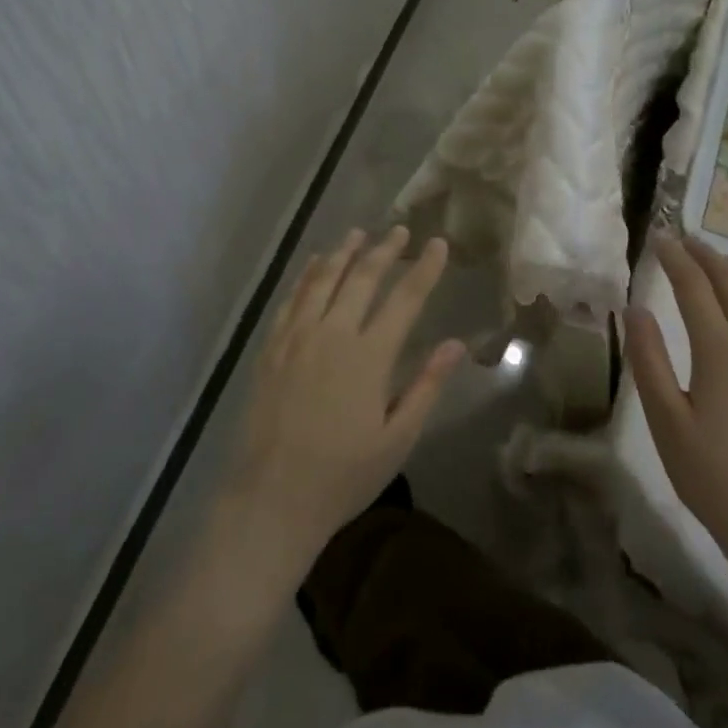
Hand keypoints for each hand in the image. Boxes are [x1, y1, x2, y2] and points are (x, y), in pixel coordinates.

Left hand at [227, 226, 464, 574]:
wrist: (271, 497)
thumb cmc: (343, 475)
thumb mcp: (397, 438)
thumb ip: (426, 386)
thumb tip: (456, 344)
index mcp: (369, 356)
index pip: (404, 299)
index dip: (424, 269)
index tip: (437, 244)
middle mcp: (333, 334)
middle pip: (362, 278)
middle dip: (385, 250)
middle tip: (399, 230)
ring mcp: (297, 337)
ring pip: (323, 279)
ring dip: (344, 252)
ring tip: (359, 233)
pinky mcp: (272, 347)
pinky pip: (292, 298)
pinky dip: (306, 275)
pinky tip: (315, 263)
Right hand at [625, 234, 727, 585]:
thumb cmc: (712, 473)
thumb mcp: (666, 419)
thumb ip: (648, 359)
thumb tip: (635, 308)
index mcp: (719, 349)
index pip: (694, 286)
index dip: (674, 258)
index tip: (658, 237)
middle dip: (705, 255)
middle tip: (683, 238)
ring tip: (715, 256)